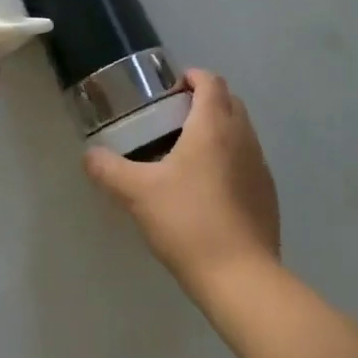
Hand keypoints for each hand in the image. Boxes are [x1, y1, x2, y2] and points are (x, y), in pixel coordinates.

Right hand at [83, 69, 280, 299]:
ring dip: (219, 130)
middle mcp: (242, 137)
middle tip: (172, 119)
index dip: (191, 77)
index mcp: (213, 125)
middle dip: (204, 101)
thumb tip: (89, 155)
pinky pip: (249, 161)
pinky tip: (209, 190)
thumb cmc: (189, 222)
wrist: (242, 279)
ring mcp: (261, 166)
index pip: (210, 81)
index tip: (168, 91)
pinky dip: (231, 159)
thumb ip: (109, 170)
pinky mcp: (268, 195)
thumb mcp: (138, 194)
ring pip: (241, 131)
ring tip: (188, 154)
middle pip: (229, 101)